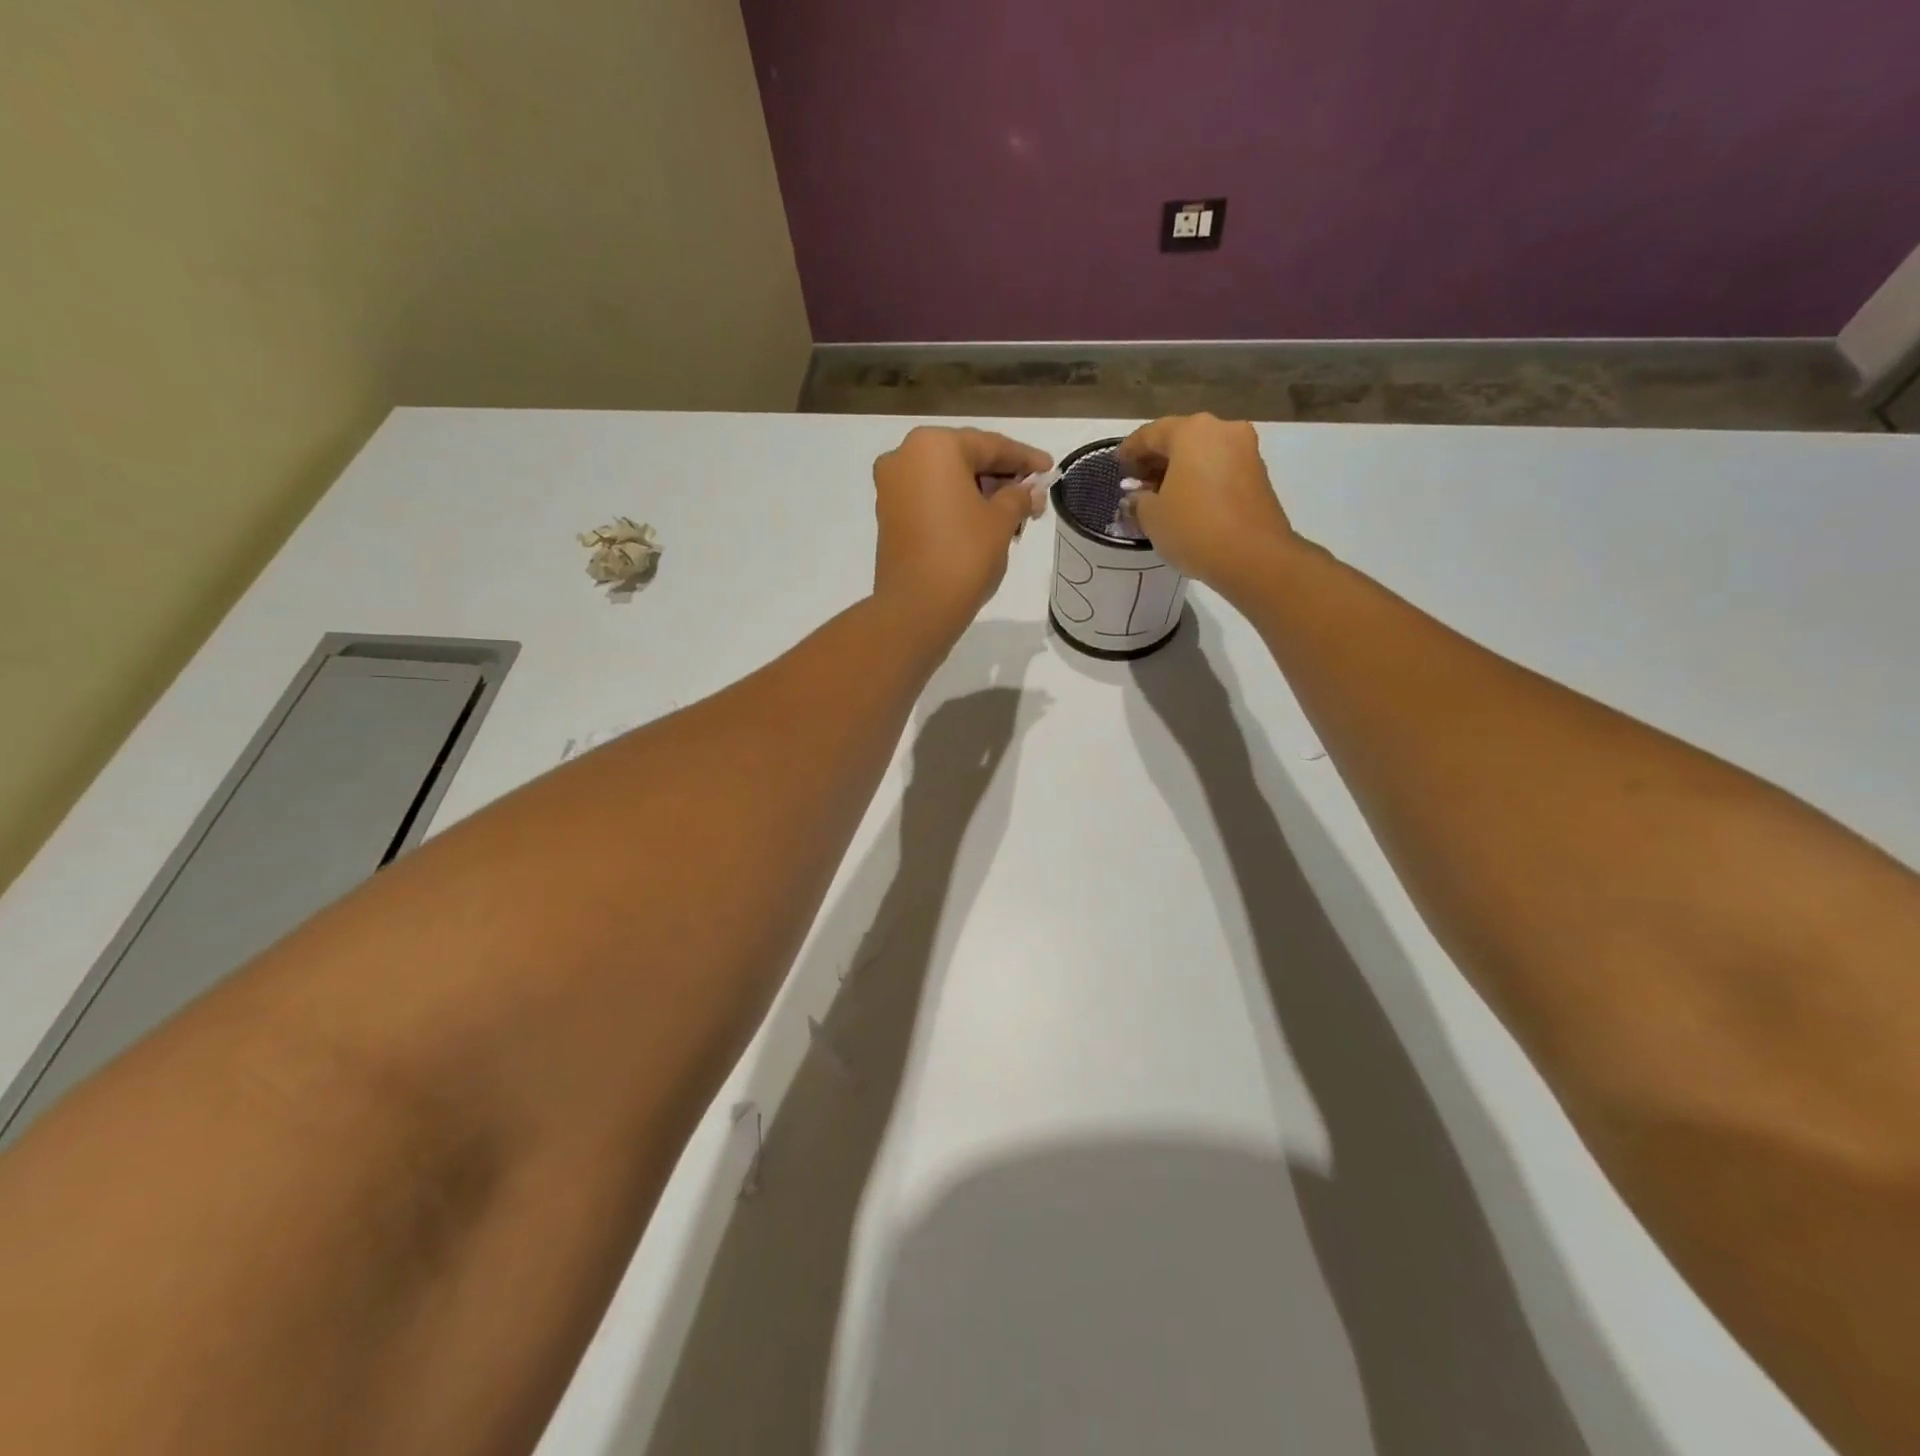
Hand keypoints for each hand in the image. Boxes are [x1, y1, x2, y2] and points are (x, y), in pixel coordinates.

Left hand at [872, 426, 1051, 635]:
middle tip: (1033, 498)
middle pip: (966, 460)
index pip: (990, 445)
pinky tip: (984, 524)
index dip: (1025, 459)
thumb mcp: (1002, 521)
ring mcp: (892, 487)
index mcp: (934, 445)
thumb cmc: (964, 555)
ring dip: (981, 494)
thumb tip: (1030, 490)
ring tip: (1014, 518)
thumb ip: (1019, 496)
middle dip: (1002, 479)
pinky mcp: (889, 516)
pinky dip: (958, 507)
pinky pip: (931, 500)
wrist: (916, 609)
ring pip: (948, 481)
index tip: (1049, 470)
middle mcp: (905, 457)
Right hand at [1118, 414, 1295, 592]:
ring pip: (1203, 454)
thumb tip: (1138, 497)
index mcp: (1192, 431)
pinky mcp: (1259, 475)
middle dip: (1157, 460)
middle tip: (1137, 483)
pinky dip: (1200, 480)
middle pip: (1181, 439)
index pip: (1151, 434)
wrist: (1254, 557)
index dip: (1130, 450)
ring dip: (1180, 471)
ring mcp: (1245, 452)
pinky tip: (1187, 503)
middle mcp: (1222, 431)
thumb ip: (1139, 500)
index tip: (1117, 466)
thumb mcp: (1152, 517)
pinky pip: (1220, 469)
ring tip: (1160, 497)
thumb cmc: (1194, 528)